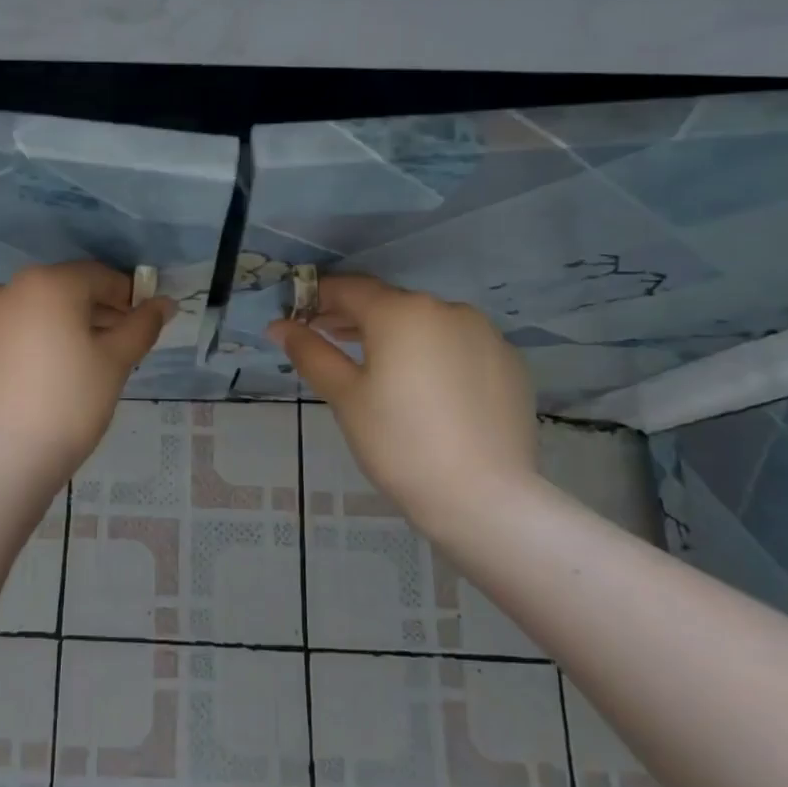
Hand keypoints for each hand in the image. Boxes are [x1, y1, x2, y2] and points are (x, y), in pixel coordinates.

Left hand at [0, 261, 173, 483]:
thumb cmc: (69, 404)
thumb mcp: (115, 363)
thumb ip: (141, 326)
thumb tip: (164, 303)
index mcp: (48, 284)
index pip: (98, 277)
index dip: (125, 298)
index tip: (138, 327)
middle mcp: (6, 290)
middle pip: (61, 293)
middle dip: (90, 315)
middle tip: (110, 351)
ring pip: (28, 315)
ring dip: (54, 330)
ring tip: (70, 371)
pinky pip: (1, 340)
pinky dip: (21, 350)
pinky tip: (31, 385)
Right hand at [269, 275, 536, 520]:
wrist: (483, 497)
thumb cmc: (398, 443)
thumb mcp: (345, 396)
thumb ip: (311, 353)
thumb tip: (279, 326)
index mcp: (401, 312)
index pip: (349, 289)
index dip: (319, 298)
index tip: (299, 318)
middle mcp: (446, 309)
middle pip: (389, 303)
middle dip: (355, 318)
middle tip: (328, 342)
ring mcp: (485, 334)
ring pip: (427, 324)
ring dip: (396, 335)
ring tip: (376, 367)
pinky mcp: (508, 362)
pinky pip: (458, 346)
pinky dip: (434, 354)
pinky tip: (425, 390)